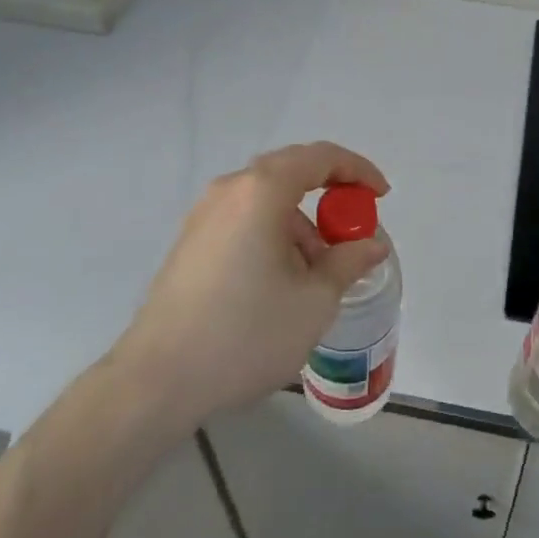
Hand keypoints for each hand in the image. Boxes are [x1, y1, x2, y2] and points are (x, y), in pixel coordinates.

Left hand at [113, 142, 391, 428]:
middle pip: (291, 172)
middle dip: (329, 195)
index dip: (357, 170)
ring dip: (300, 222)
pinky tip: (280, 282)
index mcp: (262, 191)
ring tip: (317, 274)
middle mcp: (230, 189)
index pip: (320, 157)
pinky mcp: (191, 241)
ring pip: (267, 200)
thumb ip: (348, 262)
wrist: (157, 381)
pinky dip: (273, 234)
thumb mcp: (314, 301)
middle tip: (353, 229)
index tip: (381, 196)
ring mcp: (204, 214)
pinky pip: (244, 219)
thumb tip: (371, 244)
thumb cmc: (245, 334)